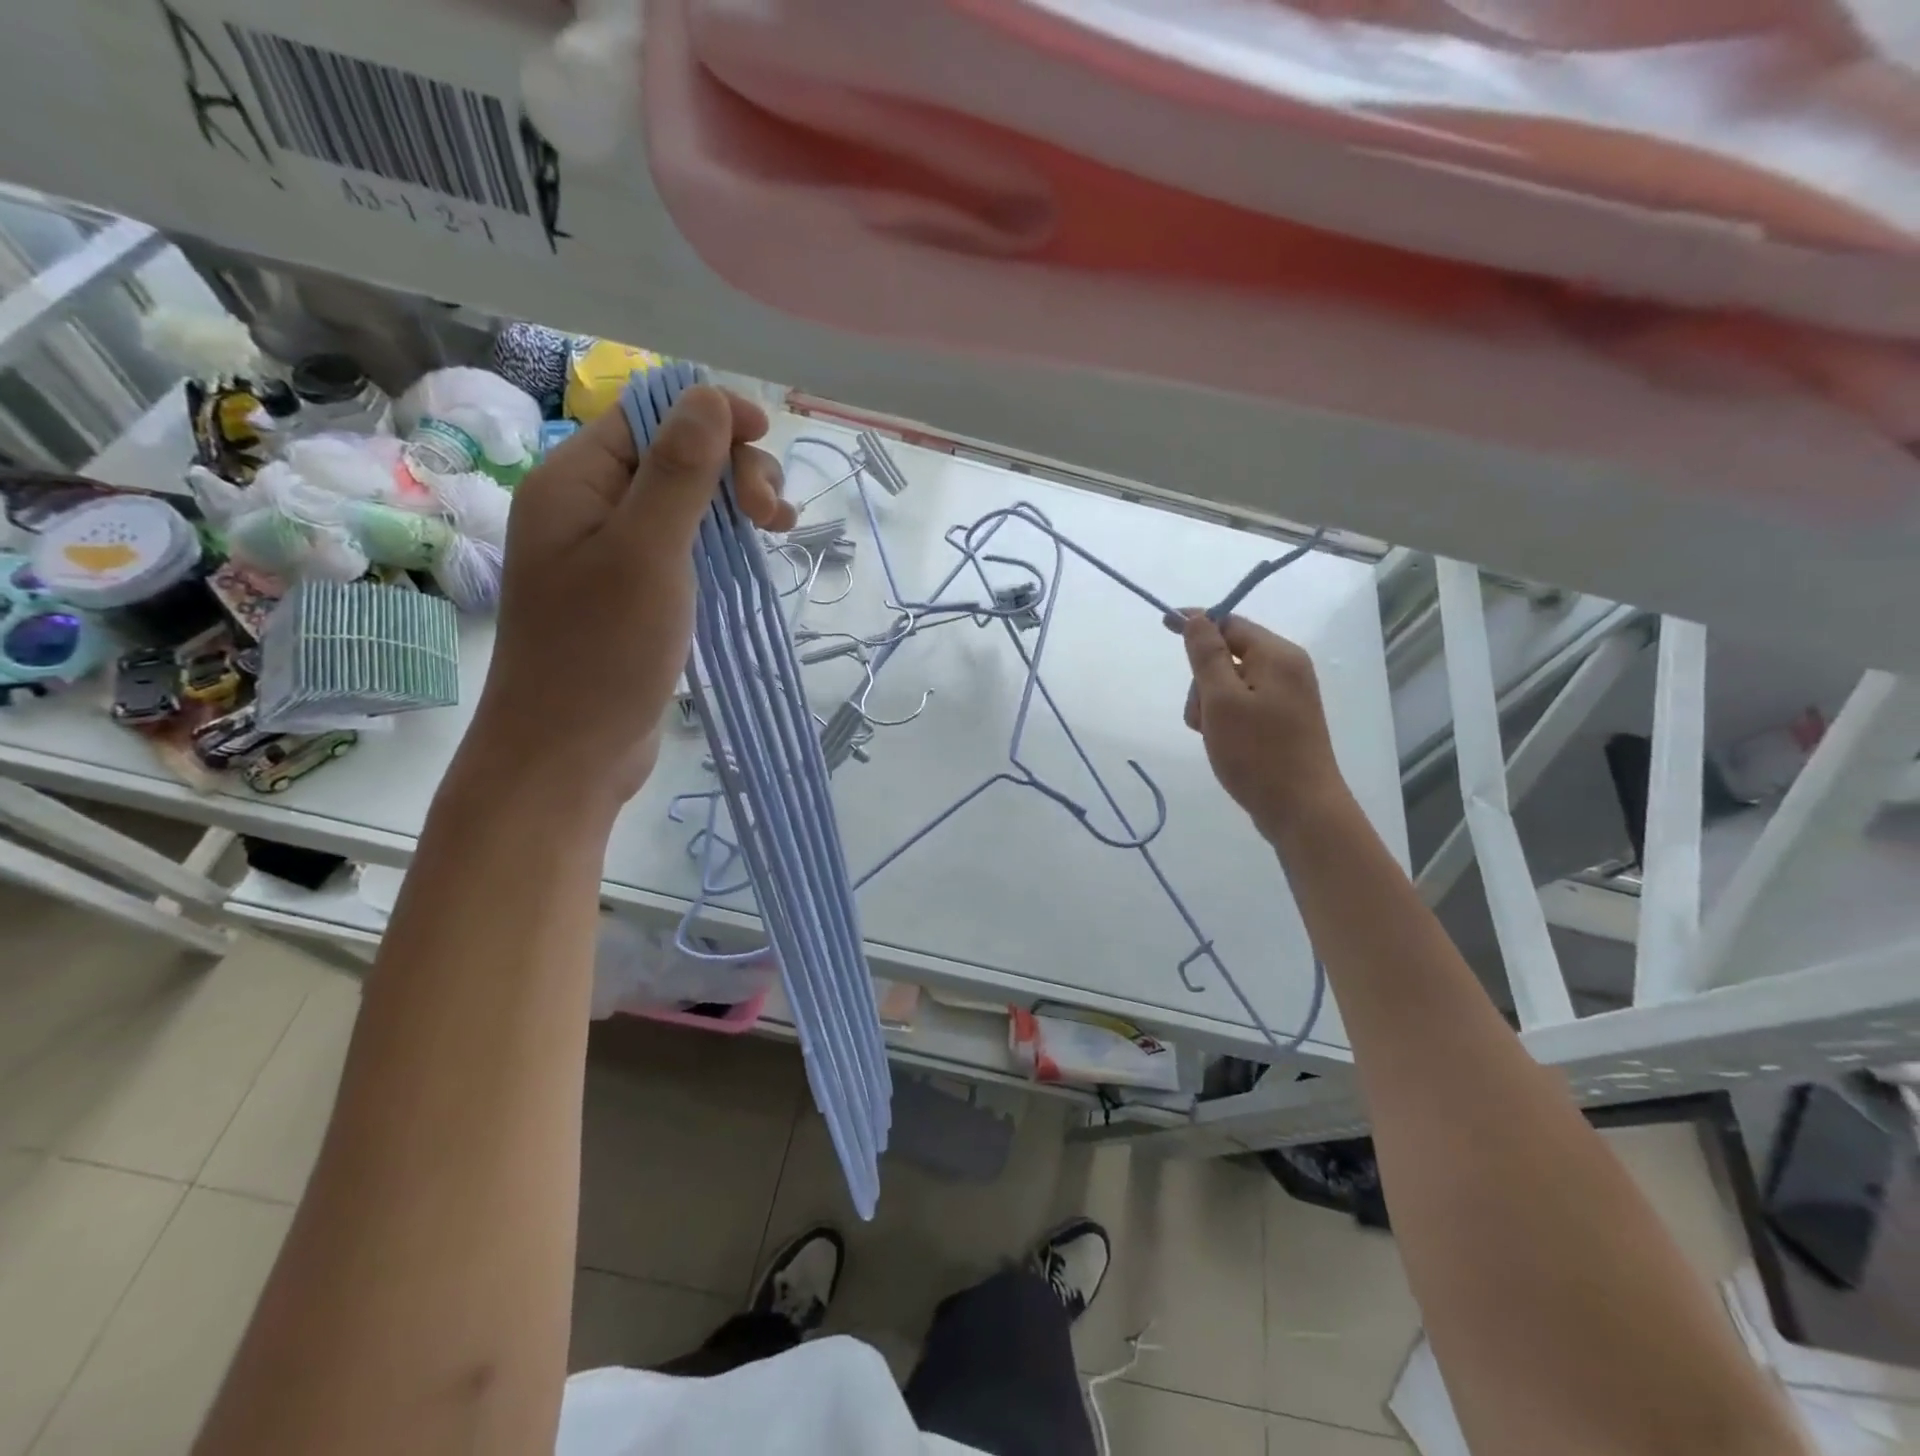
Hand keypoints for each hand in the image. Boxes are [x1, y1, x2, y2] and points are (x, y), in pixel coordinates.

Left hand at [461, 385, 793, 820]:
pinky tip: (753, 555)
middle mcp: (591, 506)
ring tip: (778, 530)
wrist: (569, 753)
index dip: (713, 417)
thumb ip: (679, 472)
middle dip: (733, 468)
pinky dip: (723, 543)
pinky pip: (684, 547)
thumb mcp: (648, 553)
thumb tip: (711, 395)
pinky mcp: (635, 594)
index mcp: (577, 480)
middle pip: (674, 454)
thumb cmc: (603, 652)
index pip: (651, 414)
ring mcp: (612, 553)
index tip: (766, 442)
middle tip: (773, 516)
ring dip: (736, 505)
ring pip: (686, 502)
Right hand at [1181, 612, 1346, 839]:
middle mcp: (1287, 669)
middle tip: (1201, 716)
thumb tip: (1196, 618)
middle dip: (1202, 681)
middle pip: (1228, 655)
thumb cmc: (1257, 752)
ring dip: (1210, 704)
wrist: (1301, 809)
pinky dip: (1226, 718)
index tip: (1164, 626)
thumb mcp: (1221, 701)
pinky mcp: (1283, 721)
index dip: (1196, 624)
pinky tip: (1224, 743)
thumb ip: (1206, 656)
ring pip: (1231, 683)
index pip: (1229, 623)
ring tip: (1213, 737)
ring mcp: (1287, 697)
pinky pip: (1243, 704)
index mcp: (1277, 656)